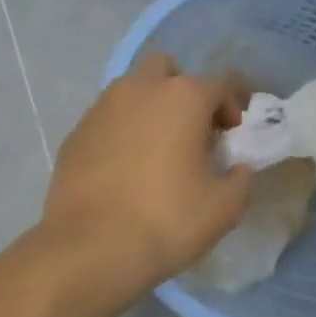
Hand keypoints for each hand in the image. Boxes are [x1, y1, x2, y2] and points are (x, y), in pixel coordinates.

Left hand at [37, 53, 252, 298]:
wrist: (91, 247)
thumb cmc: (166, 220)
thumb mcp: (223, 208)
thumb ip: (240, 179)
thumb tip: (238, 168)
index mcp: (181, 98)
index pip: (217, 84)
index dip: (231, 106)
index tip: (232, 135)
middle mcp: (138, 90)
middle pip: (165, 69)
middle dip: (181, 89)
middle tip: (190, 129)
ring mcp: (100, 109)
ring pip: (130, 91)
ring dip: (148, 108)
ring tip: (155, 151)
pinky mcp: (75, 134)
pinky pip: (105, 120)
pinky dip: (119, 132)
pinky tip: (123, 169)